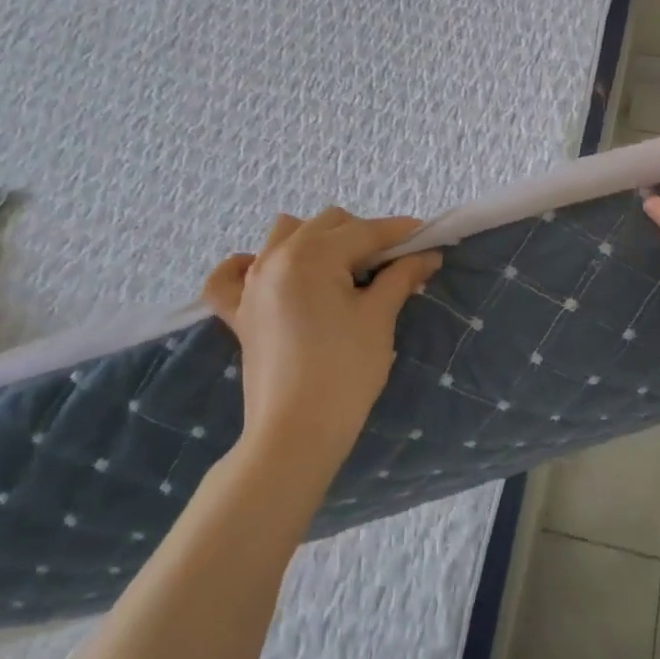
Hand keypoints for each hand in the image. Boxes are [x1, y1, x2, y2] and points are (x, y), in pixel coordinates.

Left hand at [201, 209, 441, 473]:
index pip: (366, 231)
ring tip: (343, 269)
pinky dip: (248, 265)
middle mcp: (276, 257)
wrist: (296, 434)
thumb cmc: (345, 372)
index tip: (429, 238)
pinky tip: (267, 272)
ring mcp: (251, 284)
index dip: (401, 233)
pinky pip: (231, 275)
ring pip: (285, 235)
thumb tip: (426, 255)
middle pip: (328, 224)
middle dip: (364, 235)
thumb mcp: (379, 318)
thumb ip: (401, 277)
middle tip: (393, 264)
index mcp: (312, 255)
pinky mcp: (239, 313)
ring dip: (317, 240)